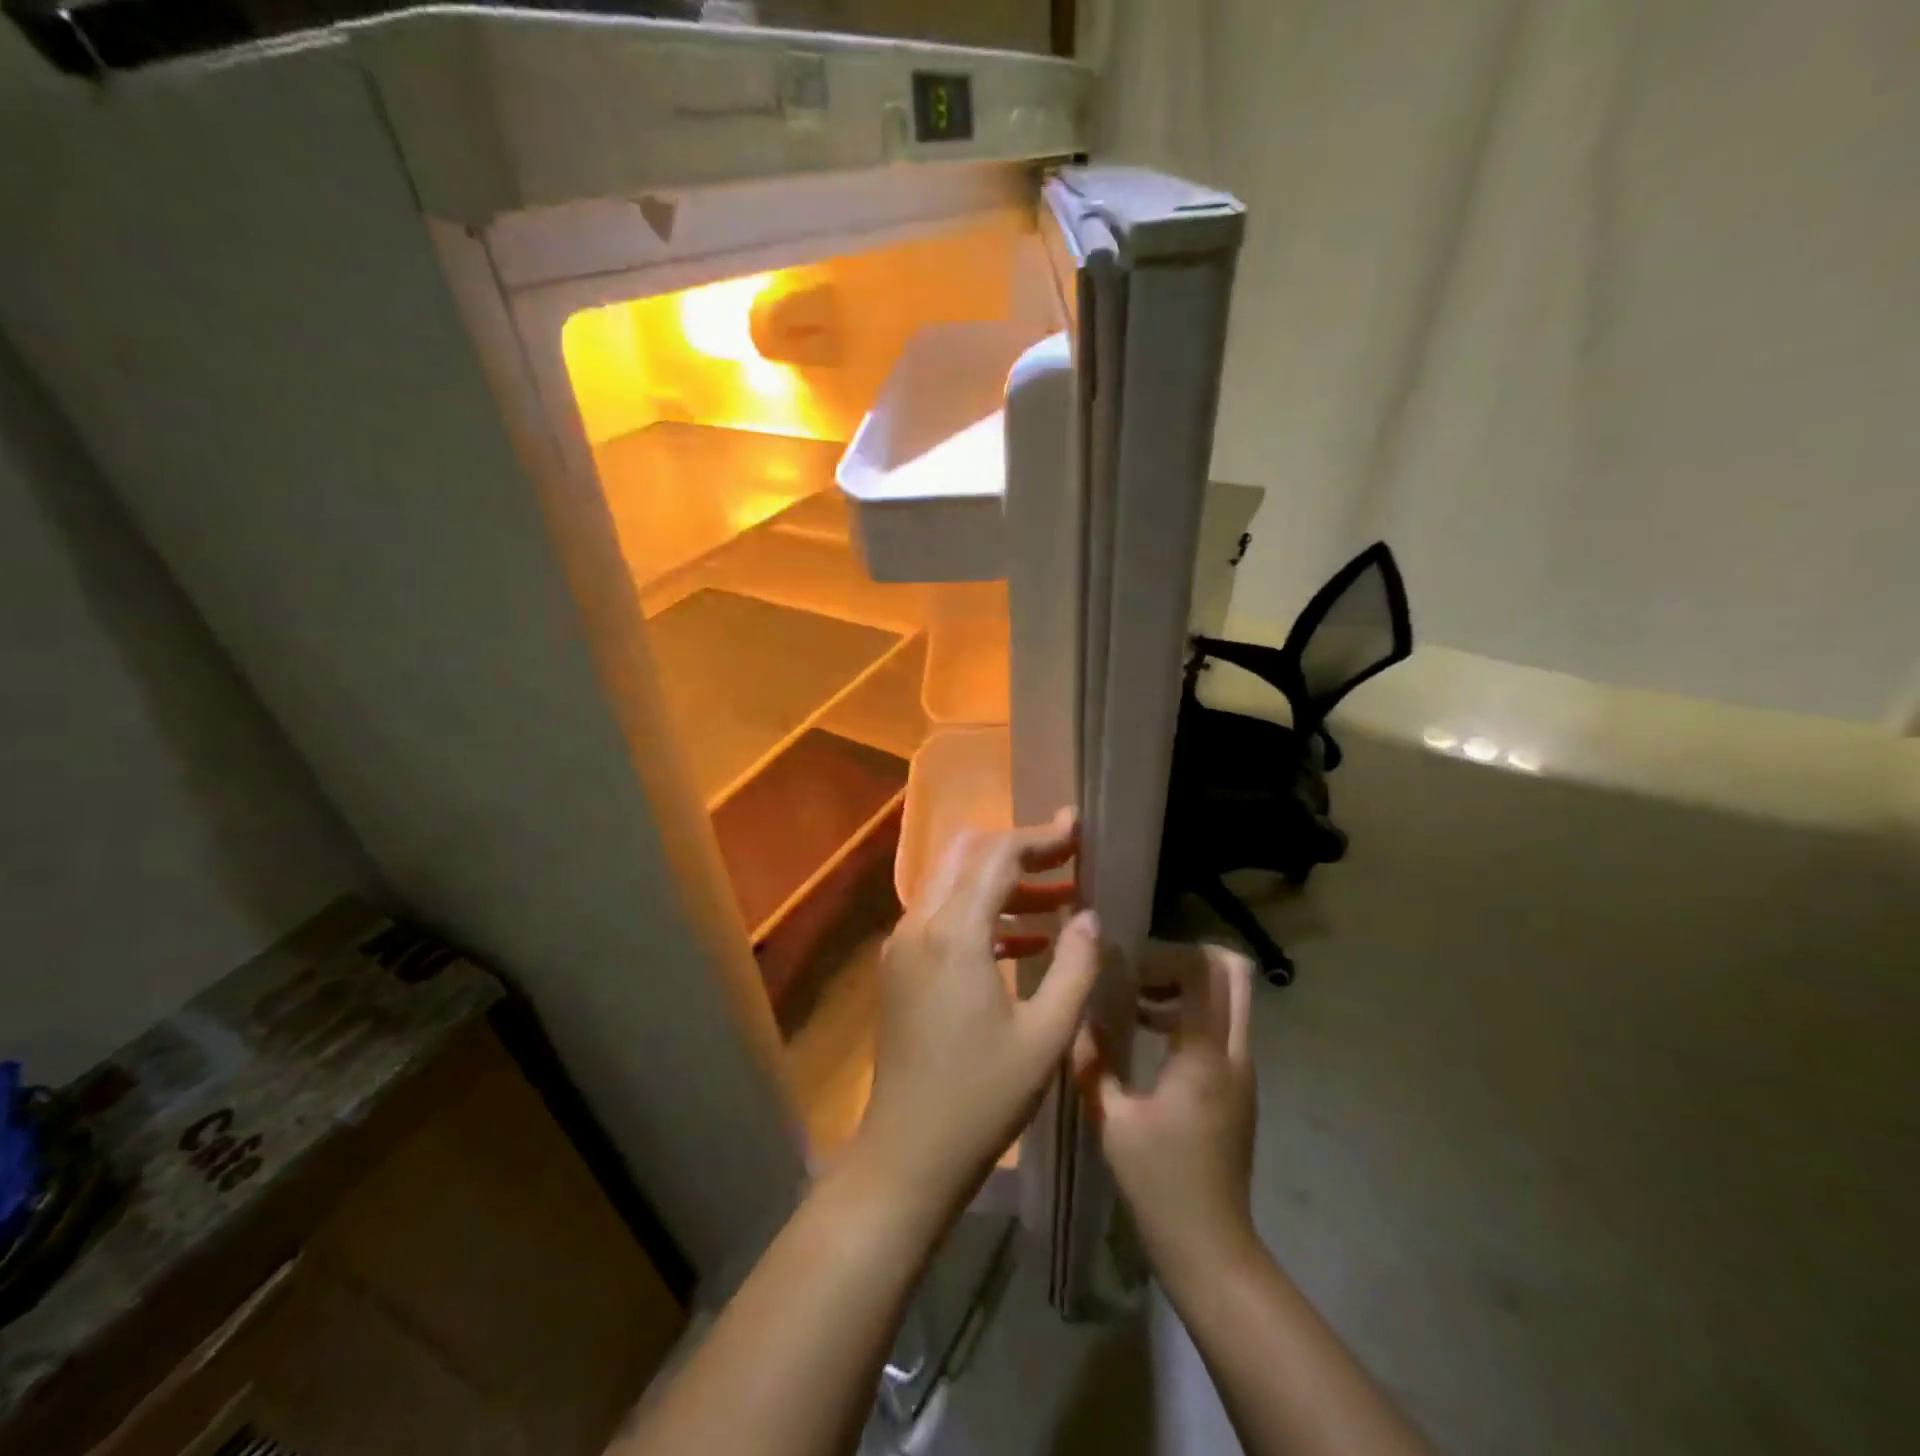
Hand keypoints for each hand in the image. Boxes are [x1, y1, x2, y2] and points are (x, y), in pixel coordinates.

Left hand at [849, 811, 1100, 1221]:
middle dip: (1018, 850)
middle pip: (967, 855)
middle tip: (1068, 860)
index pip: (997, 855)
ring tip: (1060, 900)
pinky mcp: (900, 968)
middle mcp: (919, 924)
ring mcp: (903, 945)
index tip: (1078, 831)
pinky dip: (982, 913)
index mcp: (954, 933)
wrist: (908, 1153)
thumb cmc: (982, 1098)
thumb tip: (1090, 918)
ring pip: (953, 884)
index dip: (1041, 837)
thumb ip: (1075, 967)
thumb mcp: (1046, 1036)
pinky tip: (1026, 940)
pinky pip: (942, 917)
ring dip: (1003, 883)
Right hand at [1075, 943, 1260, 1289]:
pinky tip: (1148, 1034)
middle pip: (1232, 971)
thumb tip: (1078, 1014)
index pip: (1202, 970)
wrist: (1211, 1248)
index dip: (1163, 955)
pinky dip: (1189, 1011)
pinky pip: (1222, 1024)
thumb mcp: (1112, 1119)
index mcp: (1203, 1055)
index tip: (1125, 969)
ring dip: (1185, 985)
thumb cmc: (1159, 1183)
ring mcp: (1242, 1068)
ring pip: (1229, 995)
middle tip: (1140, 973)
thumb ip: (1093, 1059)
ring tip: (1136, 1003)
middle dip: (1184, 957)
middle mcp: (1233, 1052)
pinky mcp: (1239, 1084)